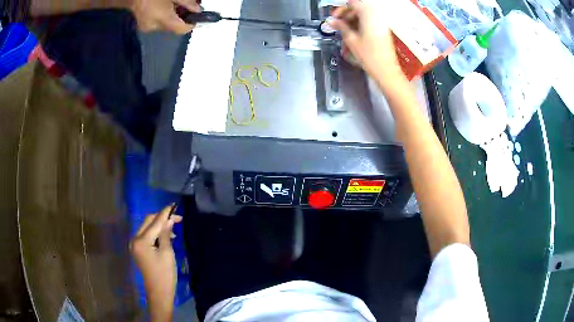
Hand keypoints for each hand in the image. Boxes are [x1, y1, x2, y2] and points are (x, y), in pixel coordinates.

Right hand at [129, 0, 200, 33]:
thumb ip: (187, 3)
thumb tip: (197, 10)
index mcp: (163, 19)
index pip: (181, 29)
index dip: (190, 26)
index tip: (196, 20)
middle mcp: (154, 27)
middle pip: (172, 27)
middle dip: (180, 19)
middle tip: (186, 10)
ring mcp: (146, 27)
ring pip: (164, 25)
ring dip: (171, 18)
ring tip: (174, 7)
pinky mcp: (142, 25)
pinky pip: (156, 24)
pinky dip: (162, 17)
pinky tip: (163, 9)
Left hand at [130, 205, 182, 320]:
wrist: (159, 292)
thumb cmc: (165, 274)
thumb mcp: (167, 253)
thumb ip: (166, 234)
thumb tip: (169, 219)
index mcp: (141, 241)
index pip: (154, 222)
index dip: (165, 213)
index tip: (175, 206)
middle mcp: (134, 240)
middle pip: (148, 222)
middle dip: (162, 218)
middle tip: (177, 217)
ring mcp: (135, 245)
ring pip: (147, 228)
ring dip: (159, 225)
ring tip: (173, 229)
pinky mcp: (138, 249)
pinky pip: (146, 236)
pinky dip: (155, 233)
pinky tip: (166, 236)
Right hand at [329, 0, 403, 81]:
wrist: (386, 71)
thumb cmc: (370, 57)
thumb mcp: (351, 40)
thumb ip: (341, 27)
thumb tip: (331, 21)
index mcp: (369, 15)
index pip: (352, 4)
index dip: (341, 10)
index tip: (335, 18)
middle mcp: (377, 17)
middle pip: (358, 10)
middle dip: (346, 17)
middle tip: (338, 26)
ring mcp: (381, 25)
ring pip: (363, 18)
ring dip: (352, 23)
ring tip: (345, 35)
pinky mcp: (383, 32)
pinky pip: (369, 25)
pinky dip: (360, 28)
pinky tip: (354, 38)